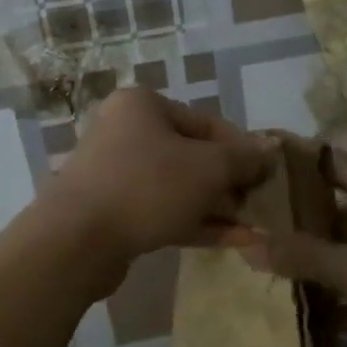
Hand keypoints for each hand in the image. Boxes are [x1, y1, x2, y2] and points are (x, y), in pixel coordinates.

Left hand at [46, 89, 273, 264]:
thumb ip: (244, 159)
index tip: (269, 174)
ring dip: (219, 207)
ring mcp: (117, 175)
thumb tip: (271, 150)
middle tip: (261, 204)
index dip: (244, 149)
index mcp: (144, 106)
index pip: (208, 123)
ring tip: (256, 226)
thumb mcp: (208, 168)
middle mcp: (126, 132)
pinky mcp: (114, 213)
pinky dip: (197, 223)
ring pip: (180, 187)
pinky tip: (236, 241)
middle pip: (193, 156)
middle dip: (231, 183)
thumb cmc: (147, 186)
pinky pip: (163, 211)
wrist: (76, 241)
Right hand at [232, 150, 346, 346]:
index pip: (336, 166)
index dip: (298, 160)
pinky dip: (332, 301)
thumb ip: (308, 257)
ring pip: (345, 257)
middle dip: (294, 222)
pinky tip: (294, 311)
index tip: (255, 160)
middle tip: (244, 224)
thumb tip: (249, 244)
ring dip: (310, 265)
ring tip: (257, 265)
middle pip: (336, 214)